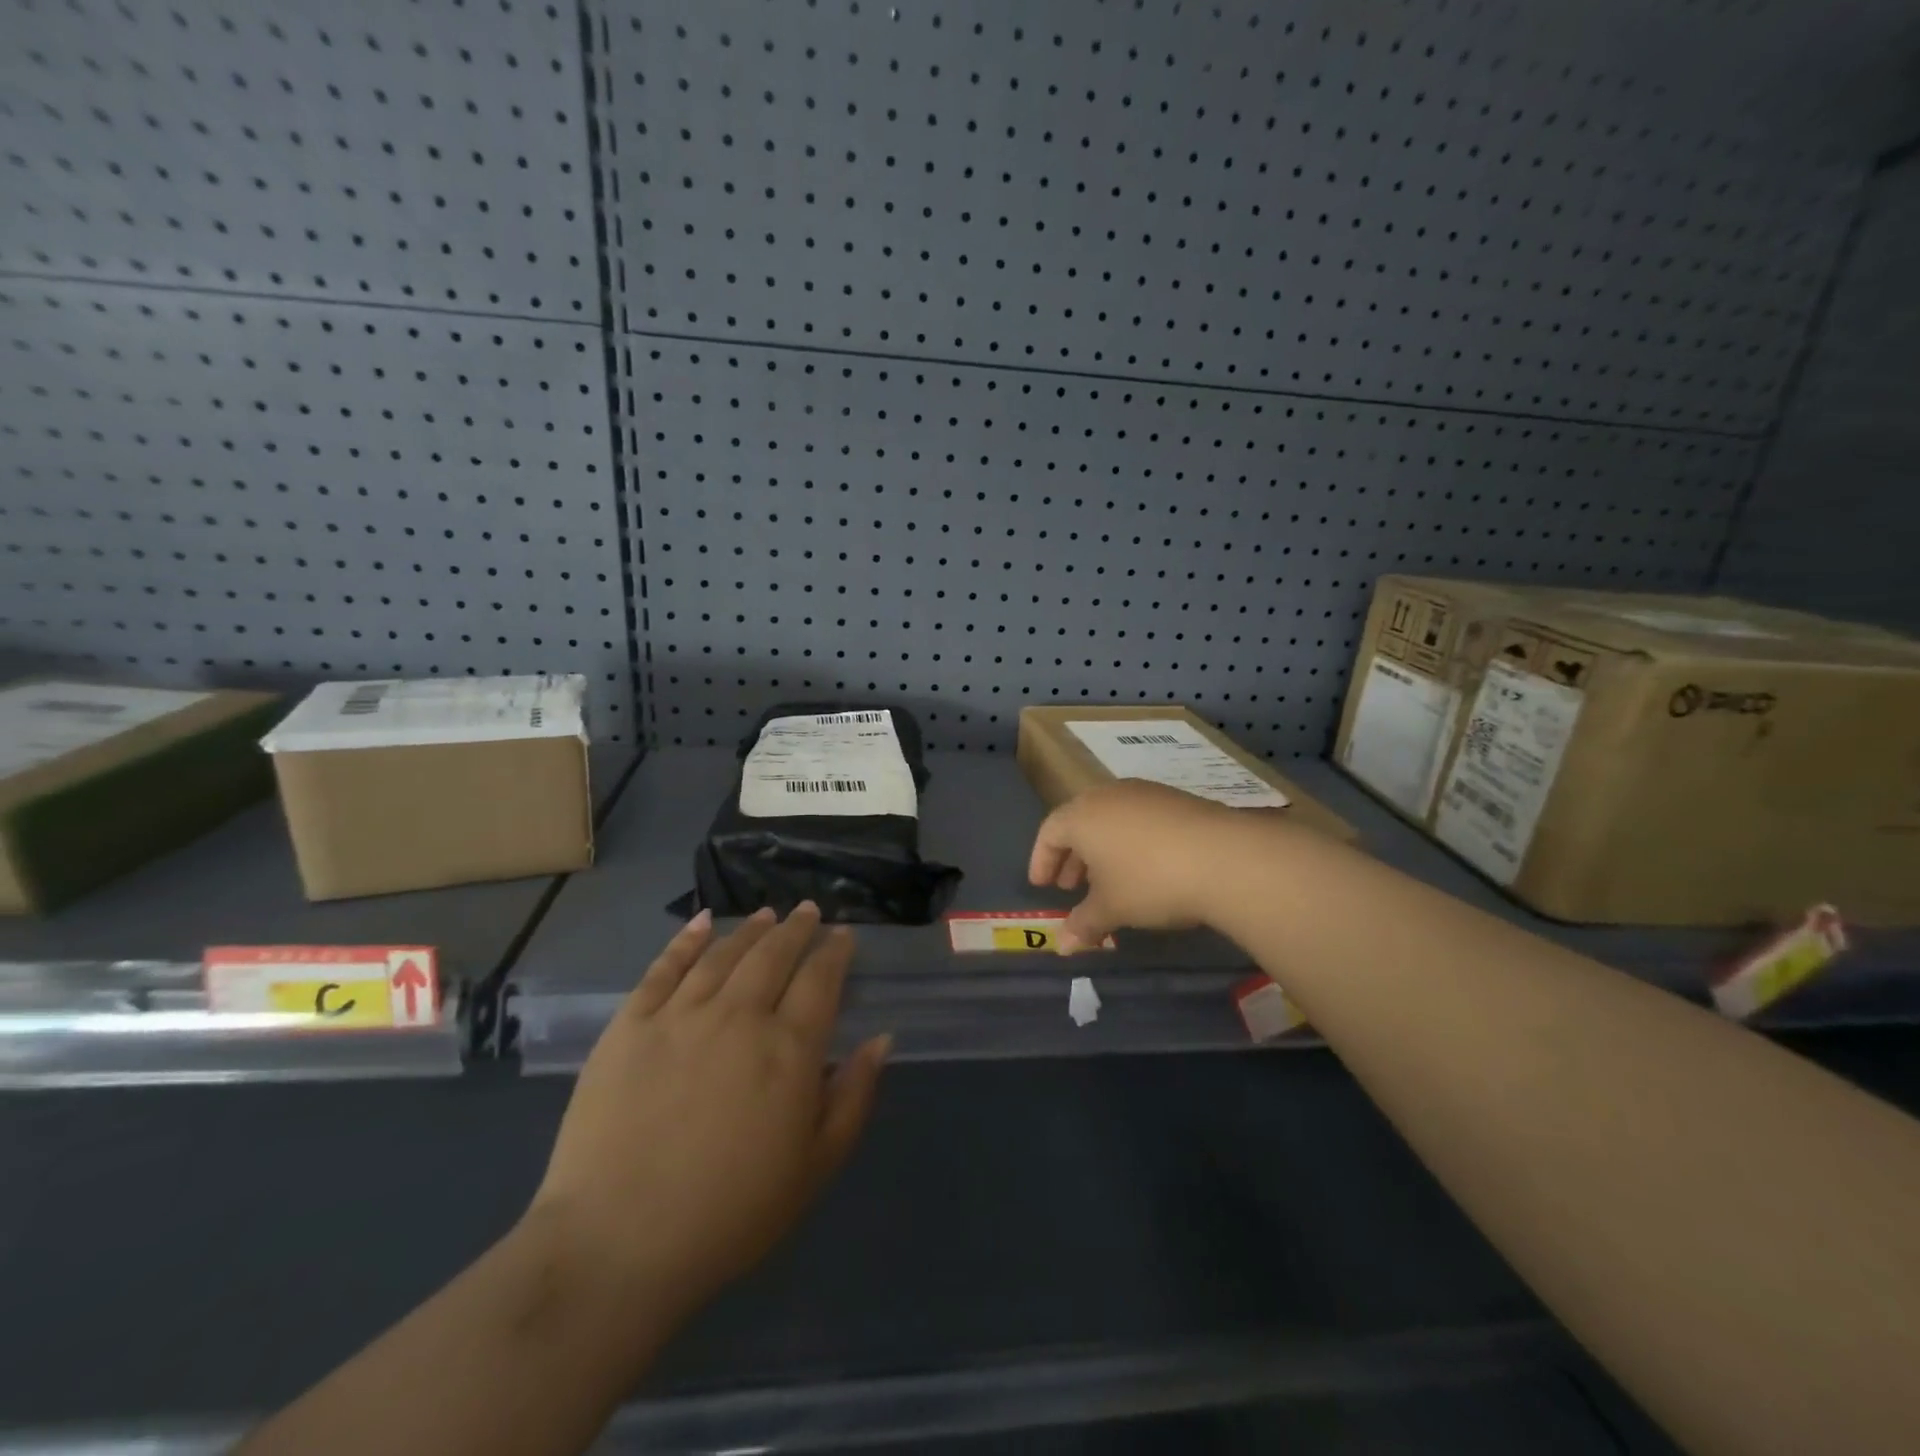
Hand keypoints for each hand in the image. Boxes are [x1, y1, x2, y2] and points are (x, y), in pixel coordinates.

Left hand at [528, 905, 889, 1321]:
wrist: (617, 1245)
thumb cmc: (730, 1214)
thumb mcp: (814, 1167)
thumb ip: (853, 1096)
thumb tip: (881, 1040)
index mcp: (788, 1048)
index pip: (820, 980)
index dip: (834, 952)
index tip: (842, 936)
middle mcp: (739, 1016)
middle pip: (774, 955)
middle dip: (796, 928)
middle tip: (808, 912)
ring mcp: (680, 1015)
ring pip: (724, 953)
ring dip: (750, 929)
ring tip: (766, 914)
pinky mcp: (630, 1025)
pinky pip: (664, 968)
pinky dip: (686, 940)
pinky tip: (701, 923)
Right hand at [1029, 779, 1246, 951]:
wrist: (1223, 857)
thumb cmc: (1150, 881)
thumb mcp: (1112, 908)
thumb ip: (1083, 923)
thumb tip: (1063, 945)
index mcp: (1082, 816)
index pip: (1049, 832)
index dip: (1041, 860)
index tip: (1042, 885)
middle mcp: (1108, 795)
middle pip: (1079, 821)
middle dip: (1072, 856)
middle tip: (1072, 887)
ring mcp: (1144, 793)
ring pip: (1111, 819)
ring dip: (1102, 849)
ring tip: (1109, 880)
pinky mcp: (1176, 799)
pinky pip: (1139, 818)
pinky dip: (1131, 841)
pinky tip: (1146, 868)